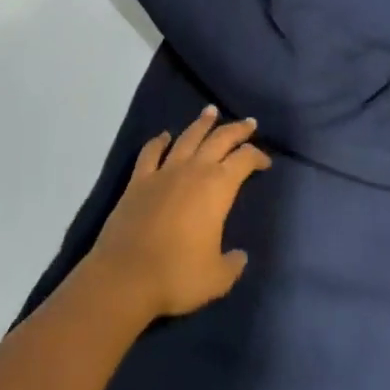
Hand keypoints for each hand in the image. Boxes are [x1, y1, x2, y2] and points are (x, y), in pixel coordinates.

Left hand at [85, 106, 271, 321]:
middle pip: (219, 139)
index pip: (244, 160)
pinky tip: (164, 137)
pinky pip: (151, 153)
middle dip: (237, 130)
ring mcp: (163, 173)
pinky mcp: (138, 182)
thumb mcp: (217, 278)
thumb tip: (239, 256)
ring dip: (201, 124)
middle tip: (249, 123)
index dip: (257, 157)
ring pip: (187, 138)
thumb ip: (232, 264)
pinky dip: (159, 142)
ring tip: (210, 111)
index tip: (265, 162)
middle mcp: (192, 171)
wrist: (125, 277)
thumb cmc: (177, 276)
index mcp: (217, 188)